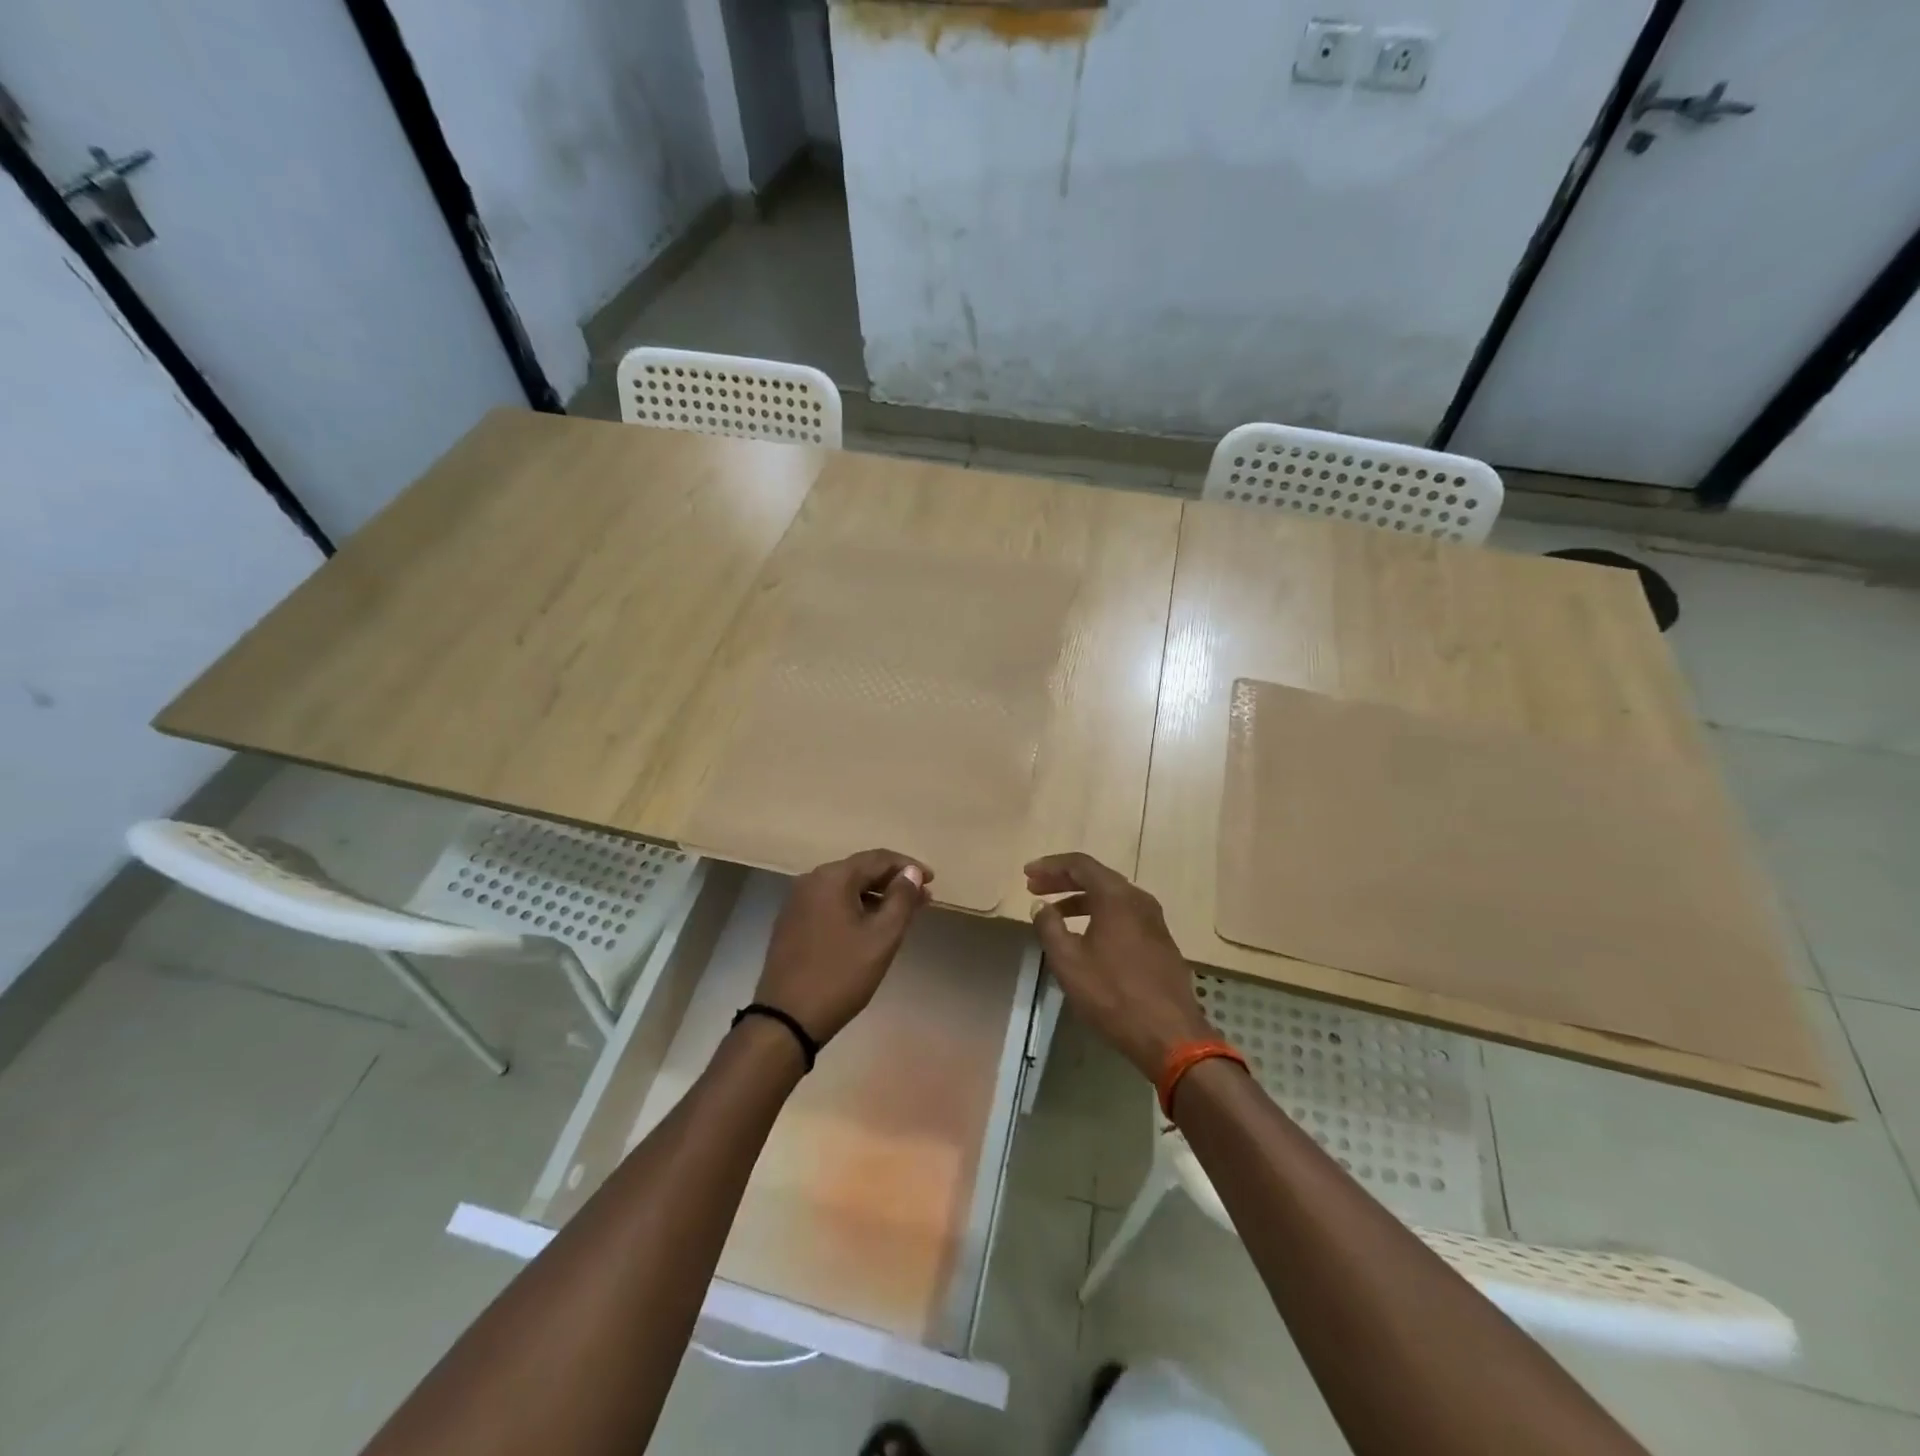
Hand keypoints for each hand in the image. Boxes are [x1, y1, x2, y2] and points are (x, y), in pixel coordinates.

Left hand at [756, 849, 932, 1045]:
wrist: (786, 1018)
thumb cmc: (841, 975)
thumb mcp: (881, 938)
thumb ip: (902, 899)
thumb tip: (912, 872)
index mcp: (832, 877)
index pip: (878, 859)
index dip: (909, 867)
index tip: (933, 881)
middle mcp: (811, 880)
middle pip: (860, 870)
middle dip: (893, 882)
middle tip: (922, 899)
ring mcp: (797, 902)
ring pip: (845, 888)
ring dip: (875, 896)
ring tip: (901, 914)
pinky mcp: (791, 922)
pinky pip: (830, 904)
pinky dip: (854, 908)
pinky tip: (869, 926)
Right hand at [1026, 852, 1215, 1079]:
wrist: (1170, 1034)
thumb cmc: (1113, 994)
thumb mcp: (1069, 962)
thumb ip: (1049, 927)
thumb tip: (1040, 905)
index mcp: (1117, 897)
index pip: (1079, 864)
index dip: (1050, 866)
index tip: (1026, 875)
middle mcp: (1138, 899)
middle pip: (1096, 876)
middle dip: (1062, 880)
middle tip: (1034, 888)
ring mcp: (1154, 920)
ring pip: (1111, 897)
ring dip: (1080, 899)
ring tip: (1055, 914)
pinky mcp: (1160, 941)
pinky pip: (1123, 914)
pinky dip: (1099, 914)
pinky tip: (1085, 935)